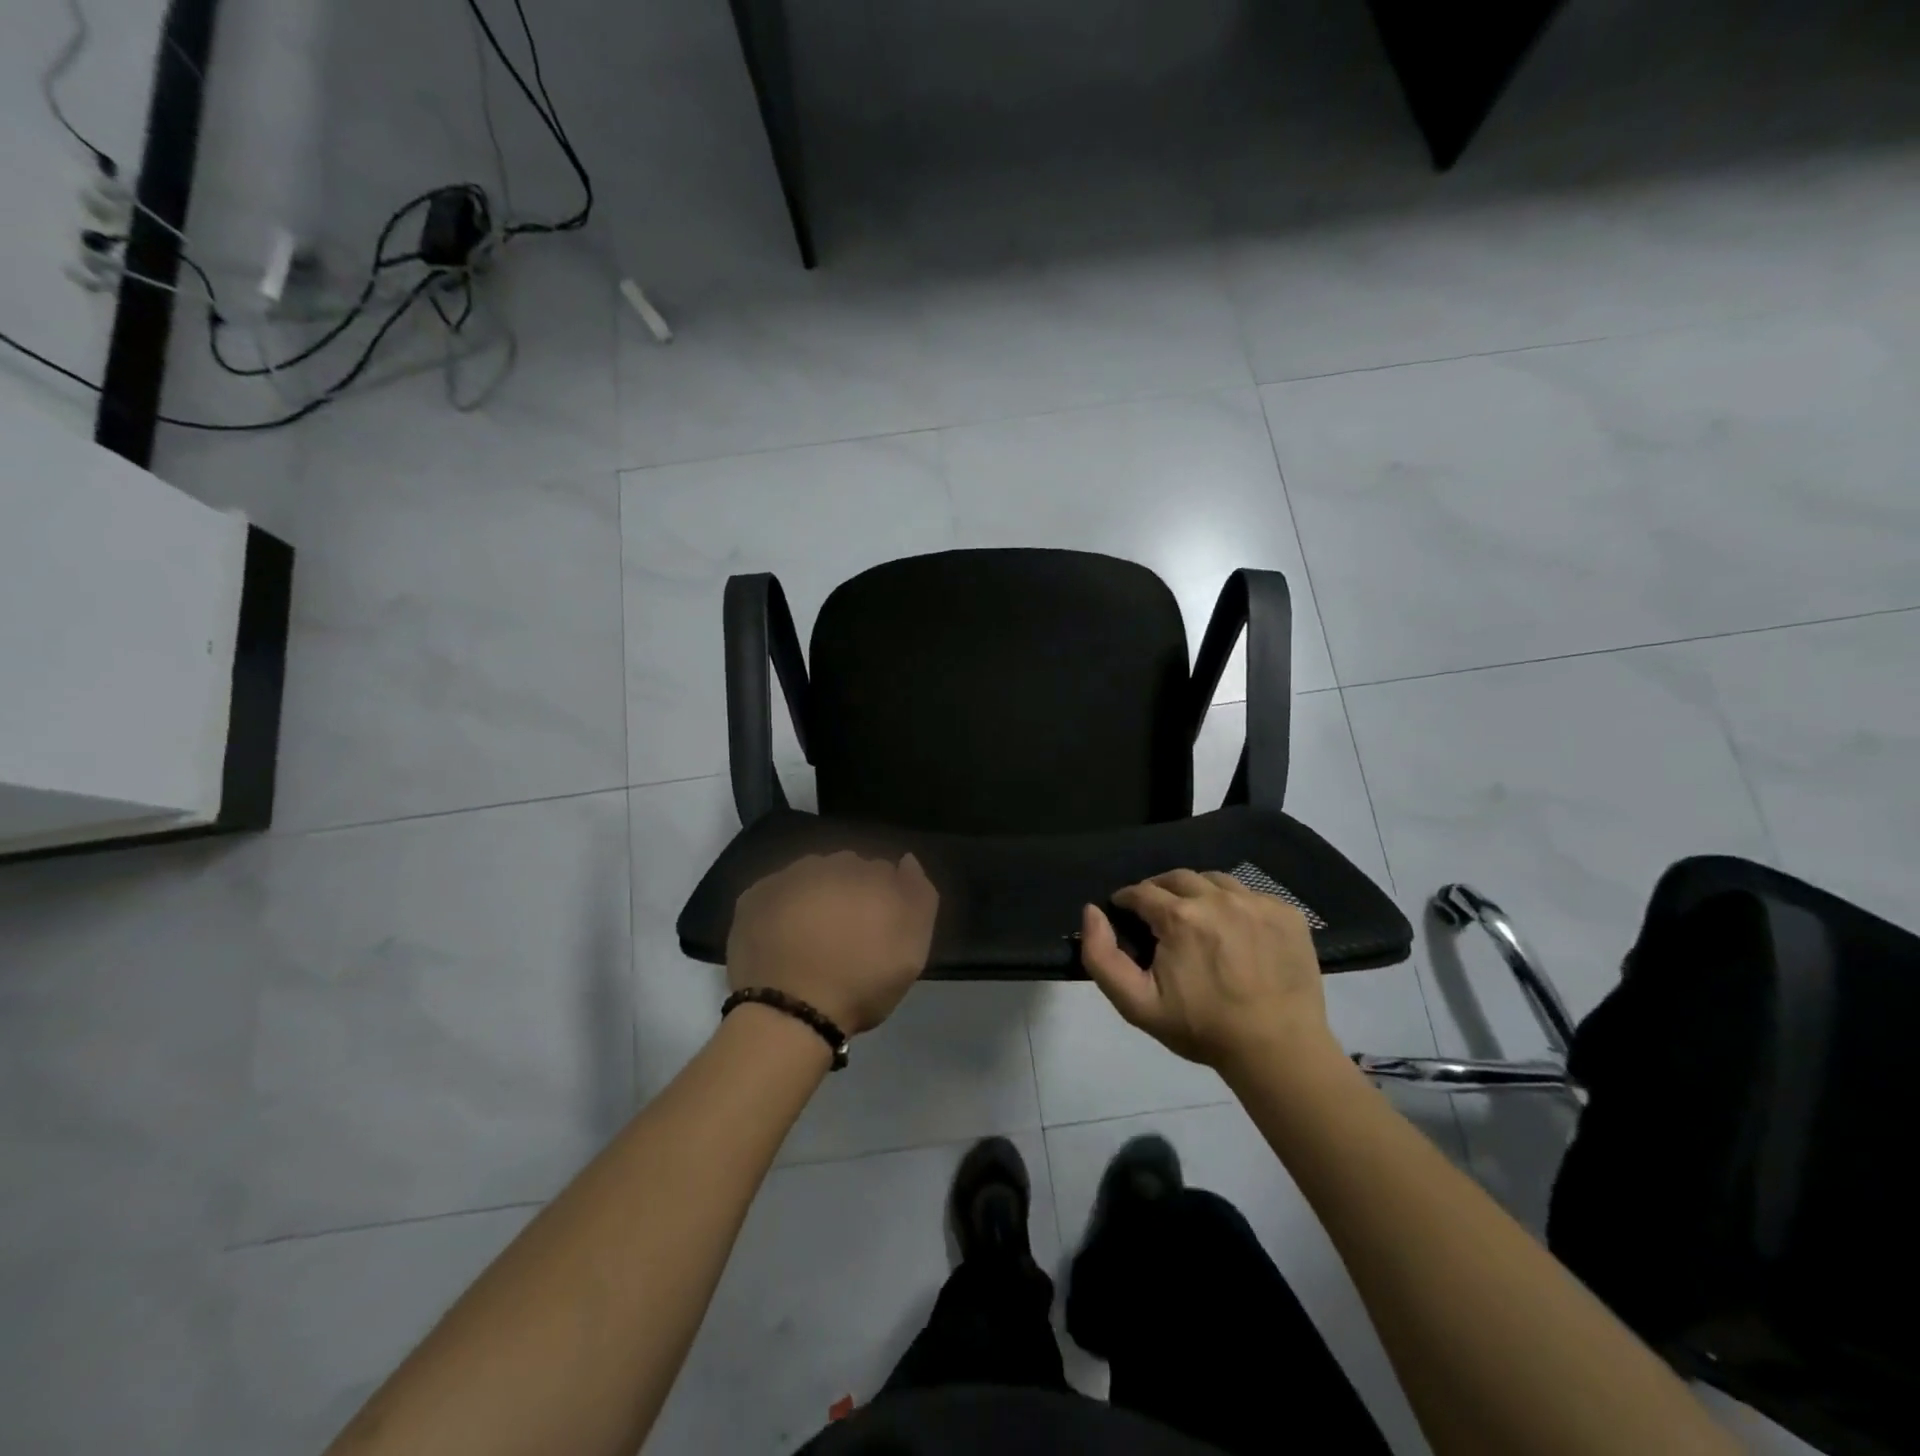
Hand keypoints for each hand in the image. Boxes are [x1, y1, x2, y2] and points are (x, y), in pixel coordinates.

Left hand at [726, 852, 939, 1035]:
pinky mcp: (752, 898)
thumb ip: (919, 896)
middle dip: (848, 892)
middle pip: (845, 870)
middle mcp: (827, 863)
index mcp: (868, 873)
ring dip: (815, 896)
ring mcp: (786, 878)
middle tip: (846, 934)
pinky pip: (775, 894)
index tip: (878, 928)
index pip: (883, 871)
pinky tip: (783, 937)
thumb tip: (907, 860)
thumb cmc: (861, 983)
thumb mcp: (912, 948)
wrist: (790, 1013)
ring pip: (809, 877)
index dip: (883, 898)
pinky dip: (781, 908)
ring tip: (812, 936)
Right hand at [1080, 869, 1335, 1075]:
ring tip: (1197, 918)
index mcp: (1179, 916)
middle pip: (1178, 878)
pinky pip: (1251, 894)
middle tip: (1158, 915)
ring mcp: (1257, 903)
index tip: (1125, 913)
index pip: (1141, 891)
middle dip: (1160, 890)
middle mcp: (1218, 898)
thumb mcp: (1137, 1004)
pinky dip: (1235, 904)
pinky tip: (1235, 930)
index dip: (1127, 901)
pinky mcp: (1287, 913)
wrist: (1278, 1051)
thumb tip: (1091, 911)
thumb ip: (1102, 957)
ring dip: (1198, 892)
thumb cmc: (1203, 1029)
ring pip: (1215, 880)